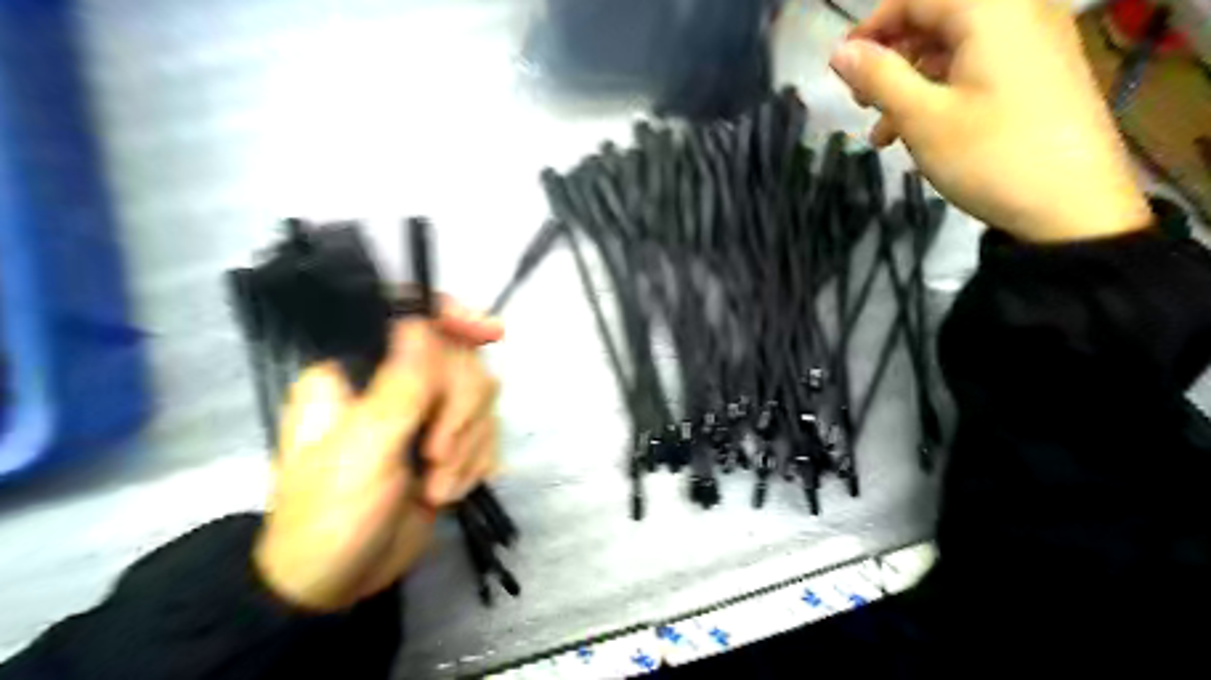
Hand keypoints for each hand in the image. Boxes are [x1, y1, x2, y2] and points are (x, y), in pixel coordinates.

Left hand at [254, 299, 502, 610]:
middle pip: (461, 362)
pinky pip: (487, 432)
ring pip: (481, 399)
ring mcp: (424, 415)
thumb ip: (398, 388)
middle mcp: (394, 384)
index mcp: (357, 372)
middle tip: (434, 454)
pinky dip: (476, 462)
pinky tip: (449, 490)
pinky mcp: (447, 444)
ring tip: (436, 486)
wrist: (336, 584)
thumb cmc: (330, 516)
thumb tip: (418, 323)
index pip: (410, 318)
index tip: (490, 334)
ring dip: (468, 446)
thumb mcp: (362, 452)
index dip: (452, 317)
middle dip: (459, 412)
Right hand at [830, 0, 1146, 240]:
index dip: (871, 29)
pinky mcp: (1042, 74)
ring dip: (911, 84)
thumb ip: (878, 77)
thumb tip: (839, 52)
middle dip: (891, 59)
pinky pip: (979, 67)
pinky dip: (943, 92)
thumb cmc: (988, 155)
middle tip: (861, 102)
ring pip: (955, 48)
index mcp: (991, 11)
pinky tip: (921, 133)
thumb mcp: (921, 117)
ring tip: (884, 133)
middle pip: (938, 19)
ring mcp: (1036, 43)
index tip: (840, 68)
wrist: (1073, 206)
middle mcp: (1019, 13)